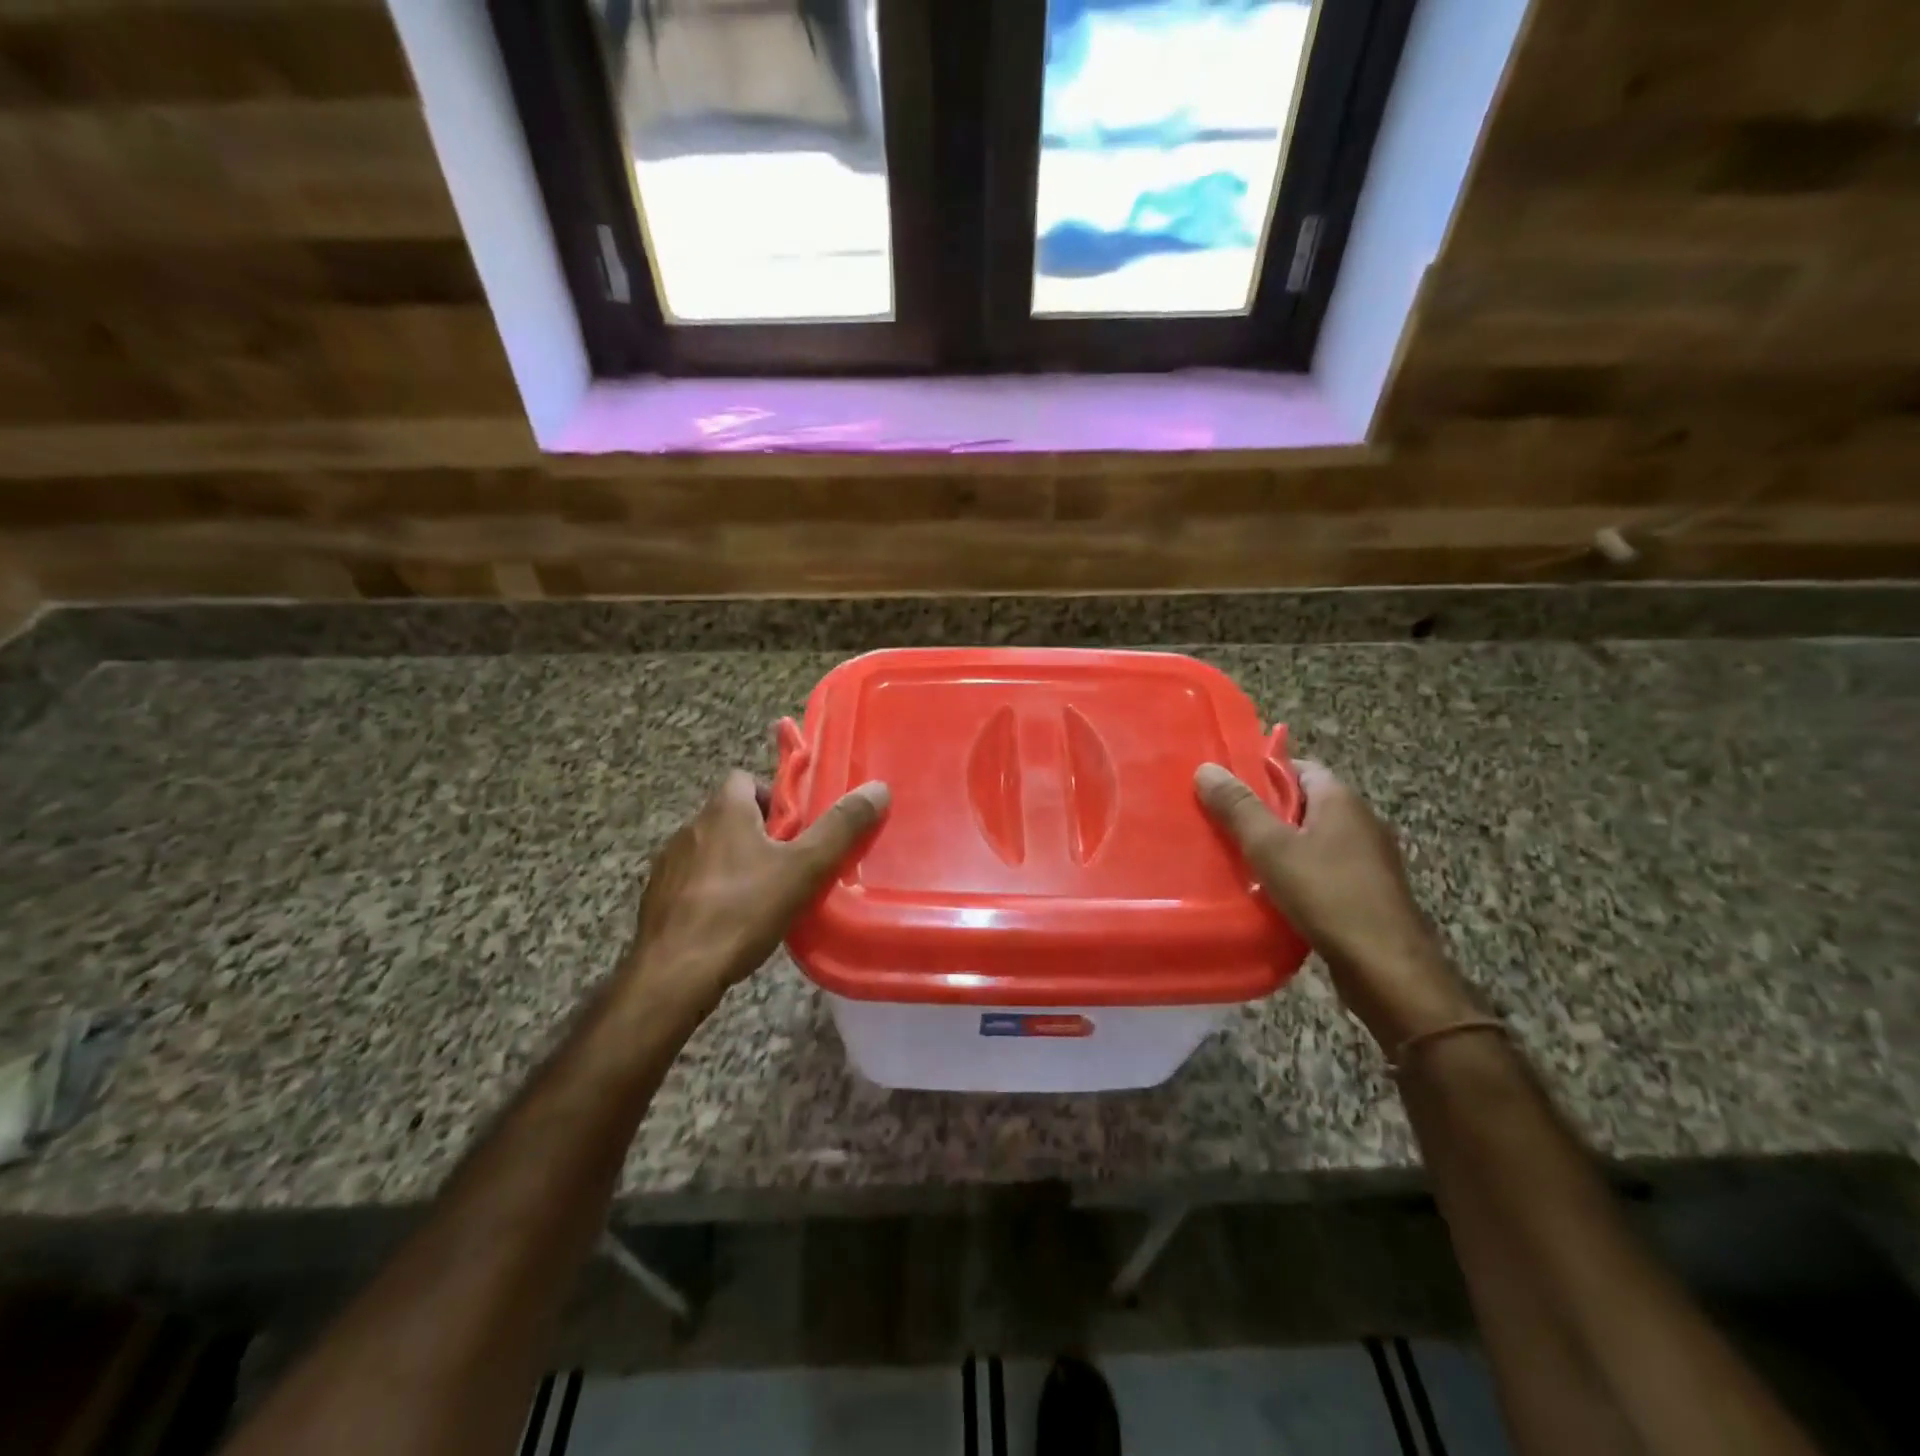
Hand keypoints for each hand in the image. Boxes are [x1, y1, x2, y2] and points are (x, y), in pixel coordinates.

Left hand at [619, 770, 889, 1026]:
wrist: (673, 975)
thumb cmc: (741, 911)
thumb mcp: (804, 869)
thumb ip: (841, 828)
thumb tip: (877, 789)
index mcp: (723, 810)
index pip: (746, 778)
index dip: (775, 797)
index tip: (798, 827)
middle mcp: (691, 827)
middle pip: (732, 815)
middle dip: (761, 834)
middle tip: (792, 864)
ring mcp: (669, 864)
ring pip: (712, 850)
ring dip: (736, 863)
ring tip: (765, 896)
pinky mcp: (657, 899)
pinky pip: (693, 882)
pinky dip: (713, 892)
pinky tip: (732, 922)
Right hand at [1195, 759, 1478, 1048]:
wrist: (1386, 968)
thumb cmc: (1326, 894)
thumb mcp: (1270, 847)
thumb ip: (1237, 807)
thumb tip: (1206, 768)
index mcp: (1340, 799)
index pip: (1297, 767)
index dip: (1260, 773)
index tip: (1225, 788)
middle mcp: (1360, 820)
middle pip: (1303, 803)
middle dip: (1264, 812)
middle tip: (1221, 823)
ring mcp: (1368, 858)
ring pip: (1312, 839)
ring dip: (1279, 846)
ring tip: (1238, 859)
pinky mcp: (1367, 891)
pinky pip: (1323, 869)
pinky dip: (1296, 873)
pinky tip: (1271, 892)